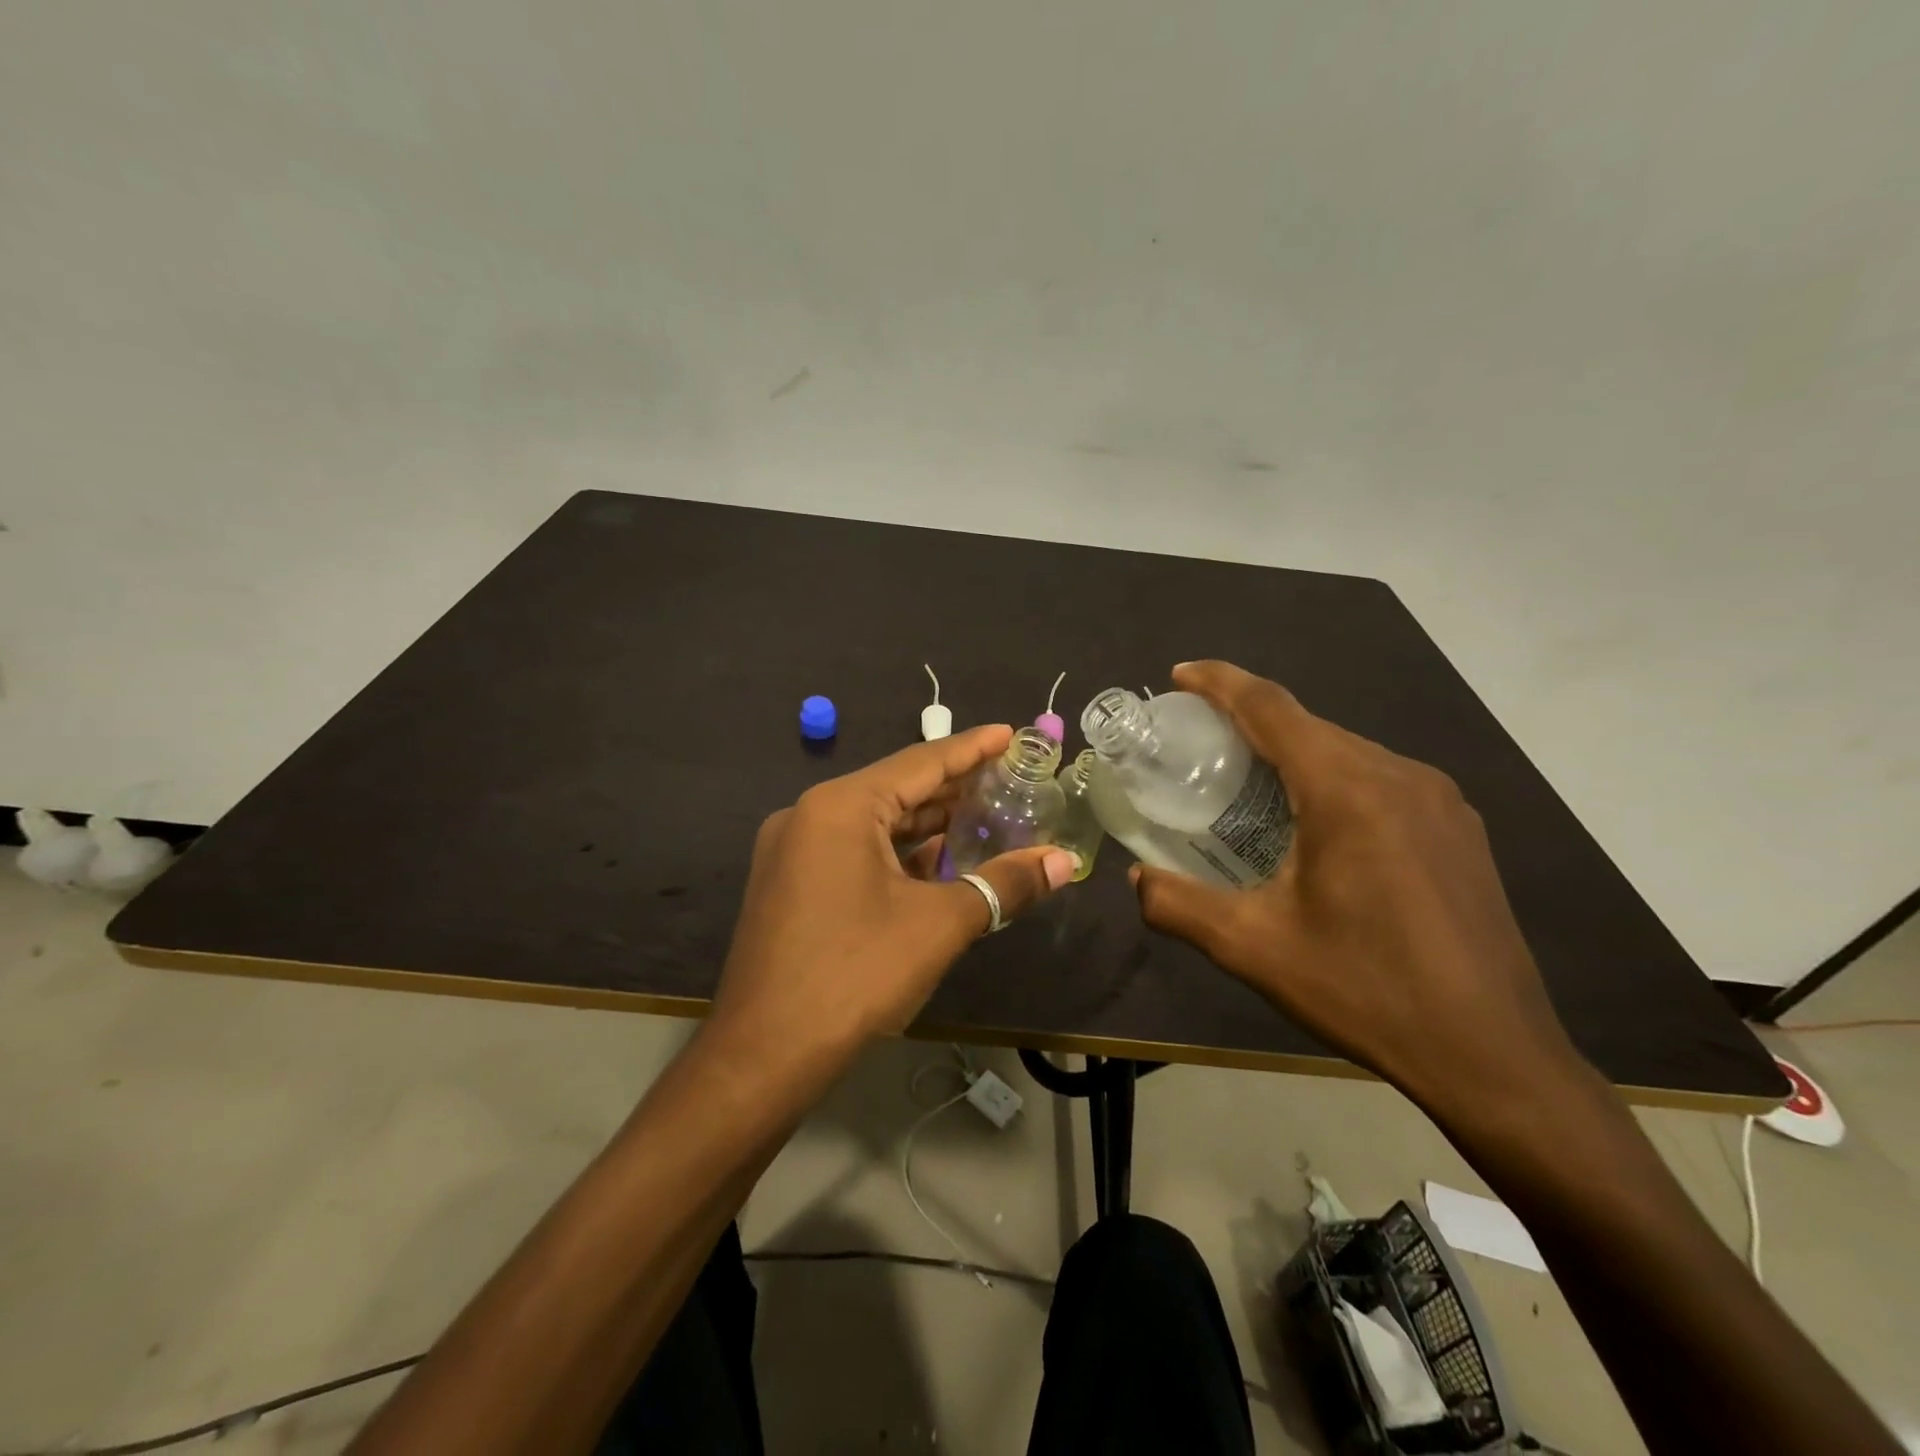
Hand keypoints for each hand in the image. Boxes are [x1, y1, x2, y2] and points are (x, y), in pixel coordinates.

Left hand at [709, 724, 1078, 1077]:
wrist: (764, 1056)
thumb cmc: (855, 975)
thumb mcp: (939, 924)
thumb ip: (1003, 884)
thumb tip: (1064, 862)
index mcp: (841, 806)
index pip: (921, 762)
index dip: (972, 748)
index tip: (1011, 733)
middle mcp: (810, 815)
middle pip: (897, 789)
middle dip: (954, 789)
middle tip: (1009, 779)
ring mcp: (794, 851)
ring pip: (875, 824)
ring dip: (928, 826)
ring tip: (984, 817)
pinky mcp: (790, 885)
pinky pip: (854, 852)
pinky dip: (898, 855)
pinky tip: (937, 864)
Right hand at [1131, 661, 1582, 1115]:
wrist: (1493, 1056)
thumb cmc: (1365, 990)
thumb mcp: (1253, 948)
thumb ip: (1178, 906)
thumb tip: (1136, 879)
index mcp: (1346, 790)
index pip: (1271, 708)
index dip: (1220, 683)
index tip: (1179, 676)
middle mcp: (1398, 775)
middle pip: (1308, 725)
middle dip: (1248, 720)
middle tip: (1197, 742)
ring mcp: (1439, 799)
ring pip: (1346, 750)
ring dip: (1291, 751)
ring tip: (1247, 779)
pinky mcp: (1459, 828)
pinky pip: (1379, 778)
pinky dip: (1331, 777)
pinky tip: (1313, 820)